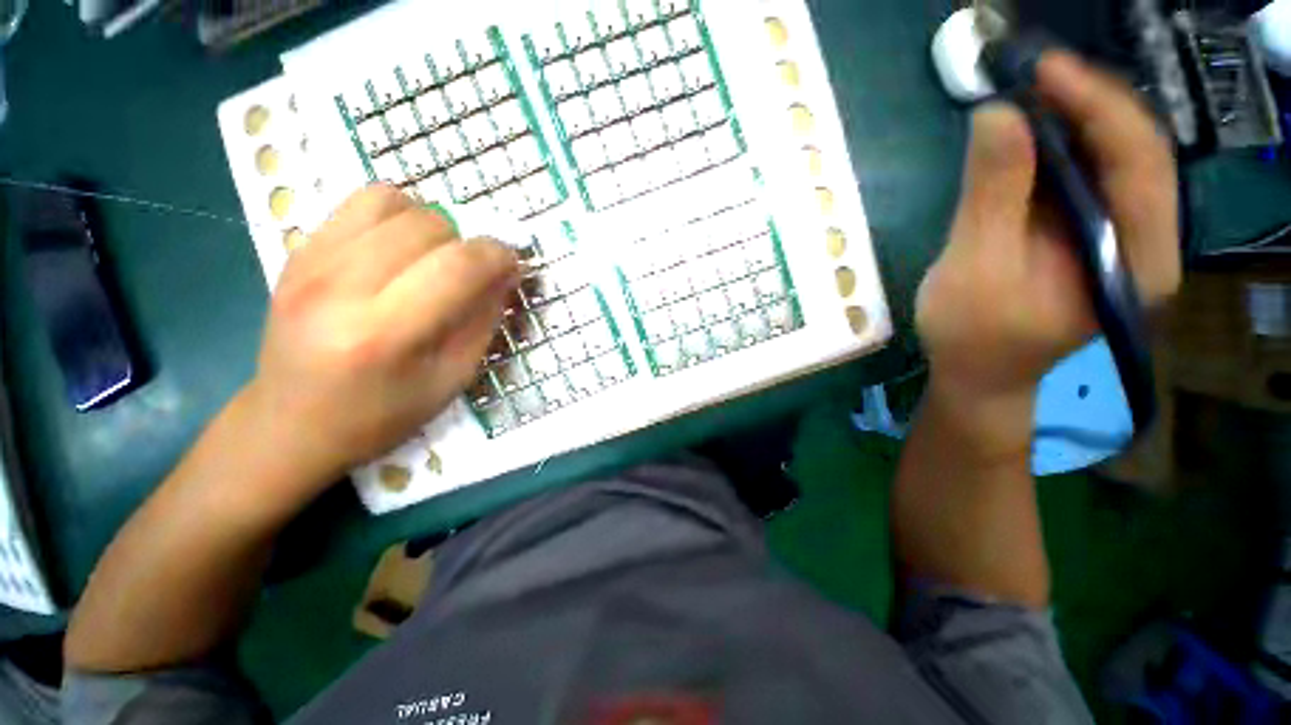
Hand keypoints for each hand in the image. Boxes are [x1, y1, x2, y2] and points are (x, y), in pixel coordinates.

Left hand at [243, 185, 517, 496]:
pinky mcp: (296, 251)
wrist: (291, 423)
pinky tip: (399, 250)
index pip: (458, 266)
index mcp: (386, 334)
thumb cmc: (382, 414)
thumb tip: (506, 272)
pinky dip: (395, 216)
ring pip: (394, 201)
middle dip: (466, 245)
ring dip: (431, 226)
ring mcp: (310, 263)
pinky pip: (359, 202)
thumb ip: (483, 320)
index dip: (498, 256)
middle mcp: (341, 288)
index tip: (512, 266)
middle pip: (429, 225)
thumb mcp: (452, 378)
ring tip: (432, 259)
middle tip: (468, 275)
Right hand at [916, 51, 1179, 402]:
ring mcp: (1124, 238)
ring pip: (1118, 158)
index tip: (1044, 70)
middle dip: (1089, 103)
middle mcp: (1148, 242)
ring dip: (1078, 118)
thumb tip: (996, 114)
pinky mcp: (1096, 235)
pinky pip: (1094, 176)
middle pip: (1137, 151)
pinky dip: (1066, 145)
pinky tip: (1035, 132)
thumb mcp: (973, 268)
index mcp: (1136, 260)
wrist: (979, 374)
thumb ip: (992, 195)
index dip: (1097, 105)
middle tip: (1033, 73)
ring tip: (1032, 92)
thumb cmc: (972, 335)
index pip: (1138, 162)